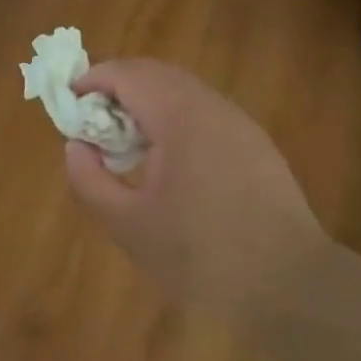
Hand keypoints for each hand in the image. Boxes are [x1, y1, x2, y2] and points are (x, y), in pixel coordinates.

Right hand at [63, 60, 330, 323]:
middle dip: (116, 88)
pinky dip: (172, 118)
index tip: (68, 104)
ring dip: (145, 102)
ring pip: (181, 90)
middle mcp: (211, 106)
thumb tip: (76, 146)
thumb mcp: (128, 226)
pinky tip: (165, 161)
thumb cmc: (202, 256)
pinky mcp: (254, 144)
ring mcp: (238, 123)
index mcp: (179, 117)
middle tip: (90, 123)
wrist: (292, 286)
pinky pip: (203, 112)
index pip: (127, 74)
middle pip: (154, 74)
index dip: (91, 80)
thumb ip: (89, 180)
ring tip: (123, 143)